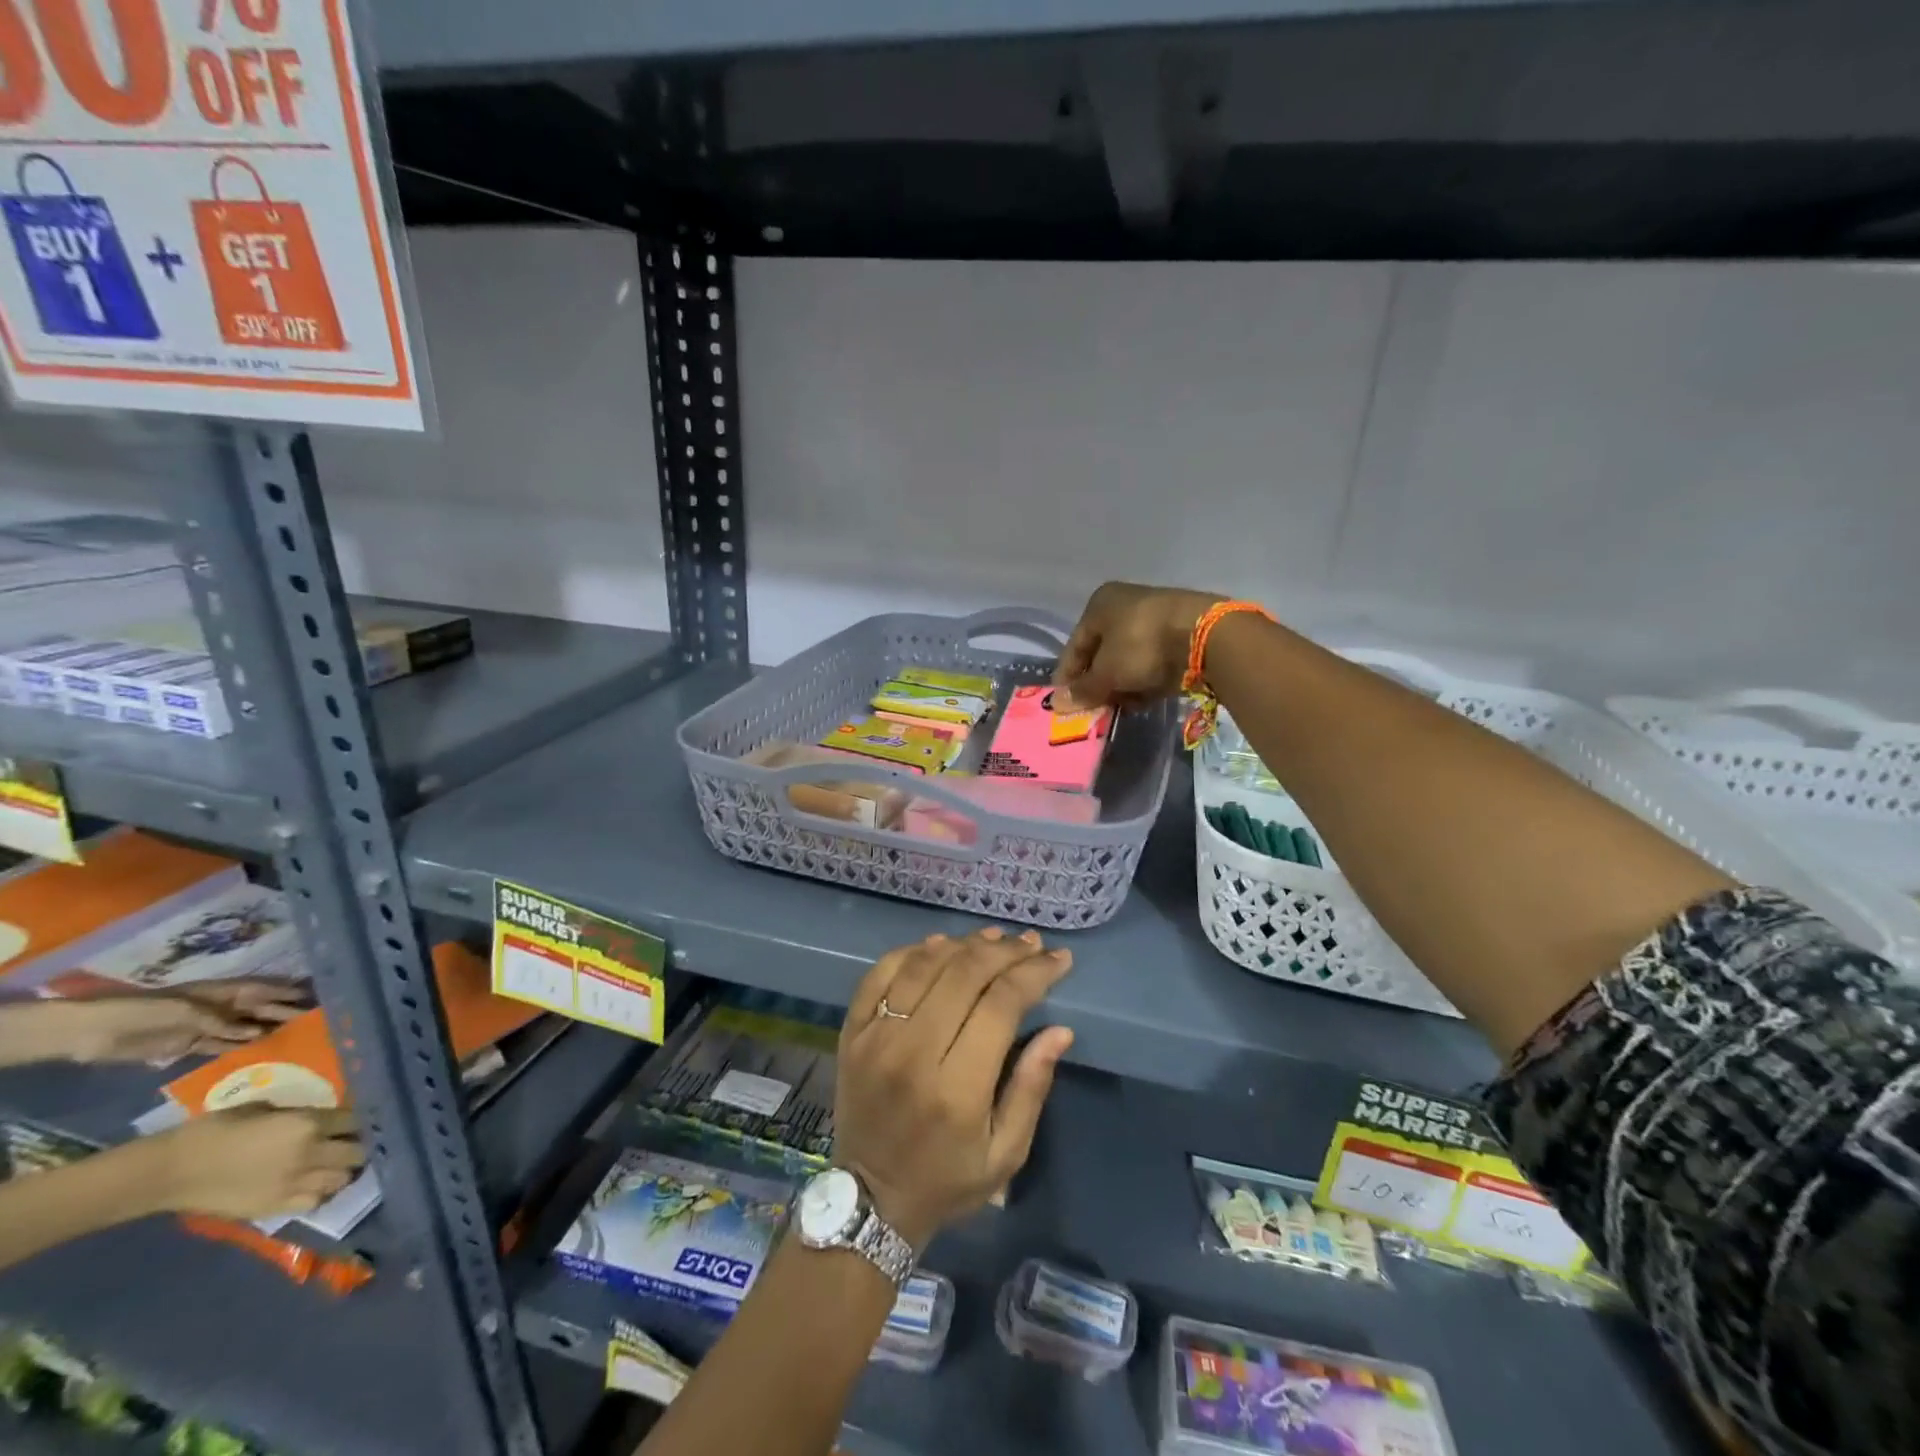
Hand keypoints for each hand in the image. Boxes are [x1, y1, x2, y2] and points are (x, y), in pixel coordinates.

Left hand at [58, 980, 306, 1063]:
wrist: (92, 1032)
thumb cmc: (142, 1011)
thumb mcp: (184, 1011)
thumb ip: (220, 1021)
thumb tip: (256, 1031)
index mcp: (220, 992)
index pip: (262, 989)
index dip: (287, 991)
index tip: (315, 996)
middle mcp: (218, 1007)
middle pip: (257, 1009)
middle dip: (283, 1013)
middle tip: (311, 1022)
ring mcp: (203, 1026)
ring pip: (243, 1028)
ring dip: (264, 1032)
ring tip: (291, 1039)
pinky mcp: (187, 1045)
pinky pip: (220, 1046)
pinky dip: (238, 1048)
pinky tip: (256, 1052)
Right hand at [144, 1105, 364, 1218]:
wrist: (168, 1172)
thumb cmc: (214, 1131)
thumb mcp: (264, 1109)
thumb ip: (298, 1114)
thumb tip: (317, 1117)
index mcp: (308, 1125)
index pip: (355, 1121)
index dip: (362, 1120)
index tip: (363, 1119)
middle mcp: (309, 1154)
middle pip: (356, 1152)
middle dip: (360, 1146)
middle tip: (354, 1143)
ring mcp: (293, 1185)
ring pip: (341, 1179)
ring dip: (343, 1171)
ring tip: (336, 1165)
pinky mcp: (274, 1208)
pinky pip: (314, 1202)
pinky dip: (321, 1193)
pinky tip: (314, 1186)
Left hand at [835, 928, 1074, 1249]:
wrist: (869, 1200)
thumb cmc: (947, 1180)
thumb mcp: (1006, 1153)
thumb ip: (1032, 1087)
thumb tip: (1060, 1029)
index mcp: (956, 1088)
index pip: (1000, 1005)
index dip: (1033, 973)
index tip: (1058, 959)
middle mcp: (912, 1052)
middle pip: (963, 974)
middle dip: (1005, 950)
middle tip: (1031, 943)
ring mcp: (875, 1037)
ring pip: (923, 965)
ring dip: (964, 943)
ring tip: (995, 938)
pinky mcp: (851, 1031)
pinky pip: (881, 972)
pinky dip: (913, 951)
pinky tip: (941, 945)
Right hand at [1053, 581, 1223, 708]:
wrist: (1205, 635)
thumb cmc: (1141, 646)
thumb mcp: (1106, 672)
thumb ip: (1083, 689)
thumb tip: (1059, 703)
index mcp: (1099, 605)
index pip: (1075, 645)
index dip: (1067, 676)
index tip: (1064, 703)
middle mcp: (1124, 606)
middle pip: (1101, 653)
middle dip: (1097, 684)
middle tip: (1093, 710)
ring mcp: (1153, 620)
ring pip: (1126, 660)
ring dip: (1121, 686)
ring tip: (1121, 708)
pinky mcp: (1177, 636)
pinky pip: (1150, 663)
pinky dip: (1144, 682)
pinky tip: (1143, 701)